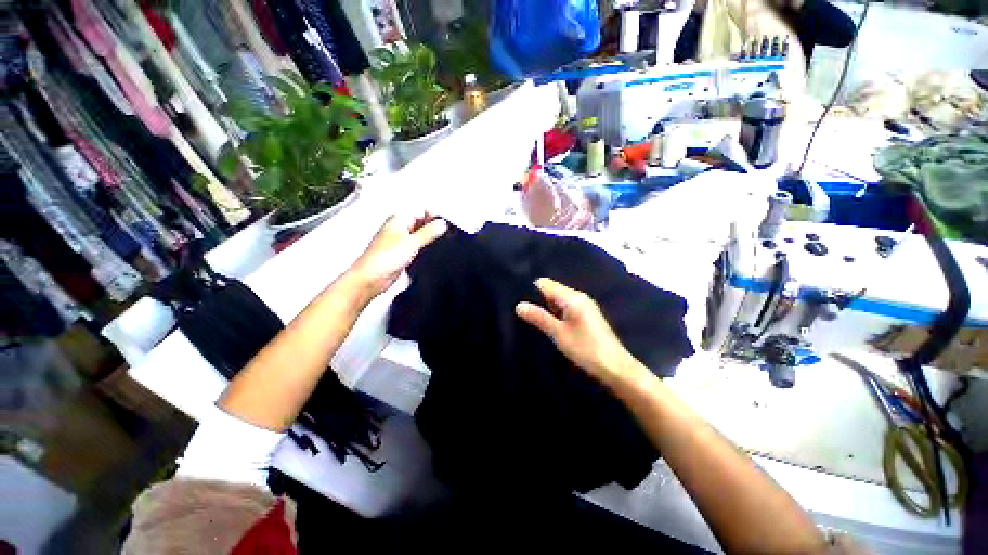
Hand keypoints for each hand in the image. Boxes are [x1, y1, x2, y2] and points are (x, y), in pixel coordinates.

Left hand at [349, 212, 447, 297]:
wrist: (372, 278)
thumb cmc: (382, 259)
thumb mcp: (412, 242)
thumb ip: (429, 232)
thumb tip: (442, 224)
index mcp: (399, 219)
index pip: (422, 210)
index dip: (435, 217)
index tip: (445, 226)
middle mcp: (399, 228)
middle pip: (422, 222)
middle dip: (433, 228)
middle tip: (443, 236)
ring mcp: (400, 241)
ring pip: (420, 235)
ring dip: (428, 240)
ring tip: (435, 245)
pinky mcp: (402, 253)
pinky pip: (417, 247)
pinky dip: (423, 249)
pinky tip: (427, 254)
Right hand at [516, 278, 642, 386]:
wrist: (616, 368)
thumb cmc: (586, 349)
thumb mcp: (559, 334)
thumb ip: (539, 317)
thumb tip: (518, 305)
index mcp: (572, 297)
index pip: (544, 283)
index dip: (530, 291)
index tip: (519, 303)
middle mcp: (579, 296)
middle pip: (552, 290)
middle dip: (537, 300)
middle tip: (524, 314)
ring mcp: (584, 306)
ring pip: (558, 300)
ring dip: (547, 309)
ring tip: (533, 321)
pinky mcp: (587, 315)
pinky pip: (566, 308)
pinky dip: (556, 314)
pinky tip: (550, 326)